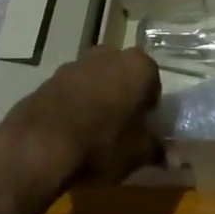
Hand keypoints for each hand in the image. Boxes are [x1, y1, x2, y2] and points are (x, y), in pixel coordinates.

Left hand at [0, 46, 162, 194]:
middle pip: (124, 76)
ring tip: (93, 133)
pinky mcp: (49, 77)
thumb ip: (158, 151)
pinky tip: (70, 132)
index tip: (143, 129)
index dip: (150, 108)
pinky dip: (74, 105)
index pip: (154, 83)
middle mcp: (108, 54)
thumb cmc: (102, 144)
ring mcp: (75, 63)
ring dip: (98, 99)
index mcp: (138, 65)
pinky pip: (71, 91)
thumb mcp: (138, 154)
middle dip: (124, 97)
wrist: (39, 145)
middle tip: (122, 129)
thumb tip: (176, 159)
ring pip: (96, 80)